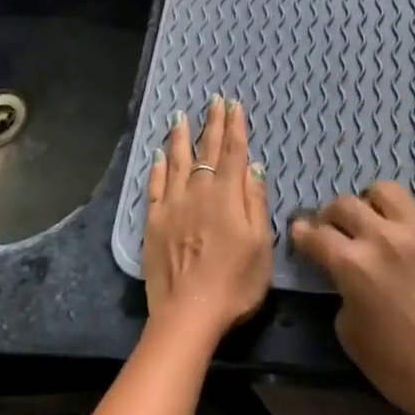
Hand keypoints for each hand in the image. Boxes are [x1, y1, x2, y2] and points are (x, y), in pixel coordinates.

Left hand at [143, 95, 272, 342]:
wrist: (189, 313)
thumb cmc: (235, 283)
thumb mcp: (261, 245)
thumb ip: (256, 203)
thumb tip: (254, 167)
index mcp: (228, 196)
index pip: (234, 153)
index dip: (235, 127)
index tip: (234, 105)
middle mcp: (199, 192)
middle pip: (207, 152)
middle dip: (212, 125)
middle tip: (213, 101)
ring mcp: (172, 206)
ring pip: (176, 162)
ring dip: (180, 137)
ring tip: (180, 116)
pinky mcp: (153, 222)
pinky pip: (154, 186)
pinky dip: (157, 168)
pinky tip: (158, 155)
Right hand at [290, 183, 414, 414]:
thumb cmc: (398, 367)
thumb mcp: (348, 334)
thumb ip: (341, 293)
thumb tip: (345, 276)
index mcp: (351, 264)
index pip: (315, 234)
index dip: (302, 234)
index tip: (301, 235)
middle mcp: (382, 237)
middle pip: (345, 204)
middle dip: (332, 215)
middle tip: (336, 230)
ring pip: (387, 190)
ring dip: (375, 202)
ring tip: (378, 219)